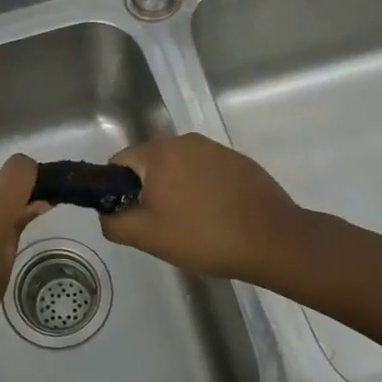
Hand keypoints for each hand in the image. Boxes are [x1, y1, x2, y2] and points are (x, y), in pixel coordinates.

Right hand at [100, 133, 302, 284]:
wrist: (274, 240)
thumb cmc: (204, 236)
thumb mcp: (148, 237)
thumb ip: (114, 223)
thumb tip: (107, 213)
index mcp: (159, 152)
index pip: (120, 162)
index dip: (118, 190)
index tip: (133, 216)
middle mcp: (185, 141)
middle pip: (150, 162)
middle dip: (149, 190)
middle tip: (162, 224)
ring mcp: (215, 149)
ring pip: (179, 166)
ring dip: (176, 188)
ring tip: (191, 222)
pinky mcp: (238, 160)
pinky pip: (205, 171)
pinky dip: (202, 188)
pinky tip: (216, 215)